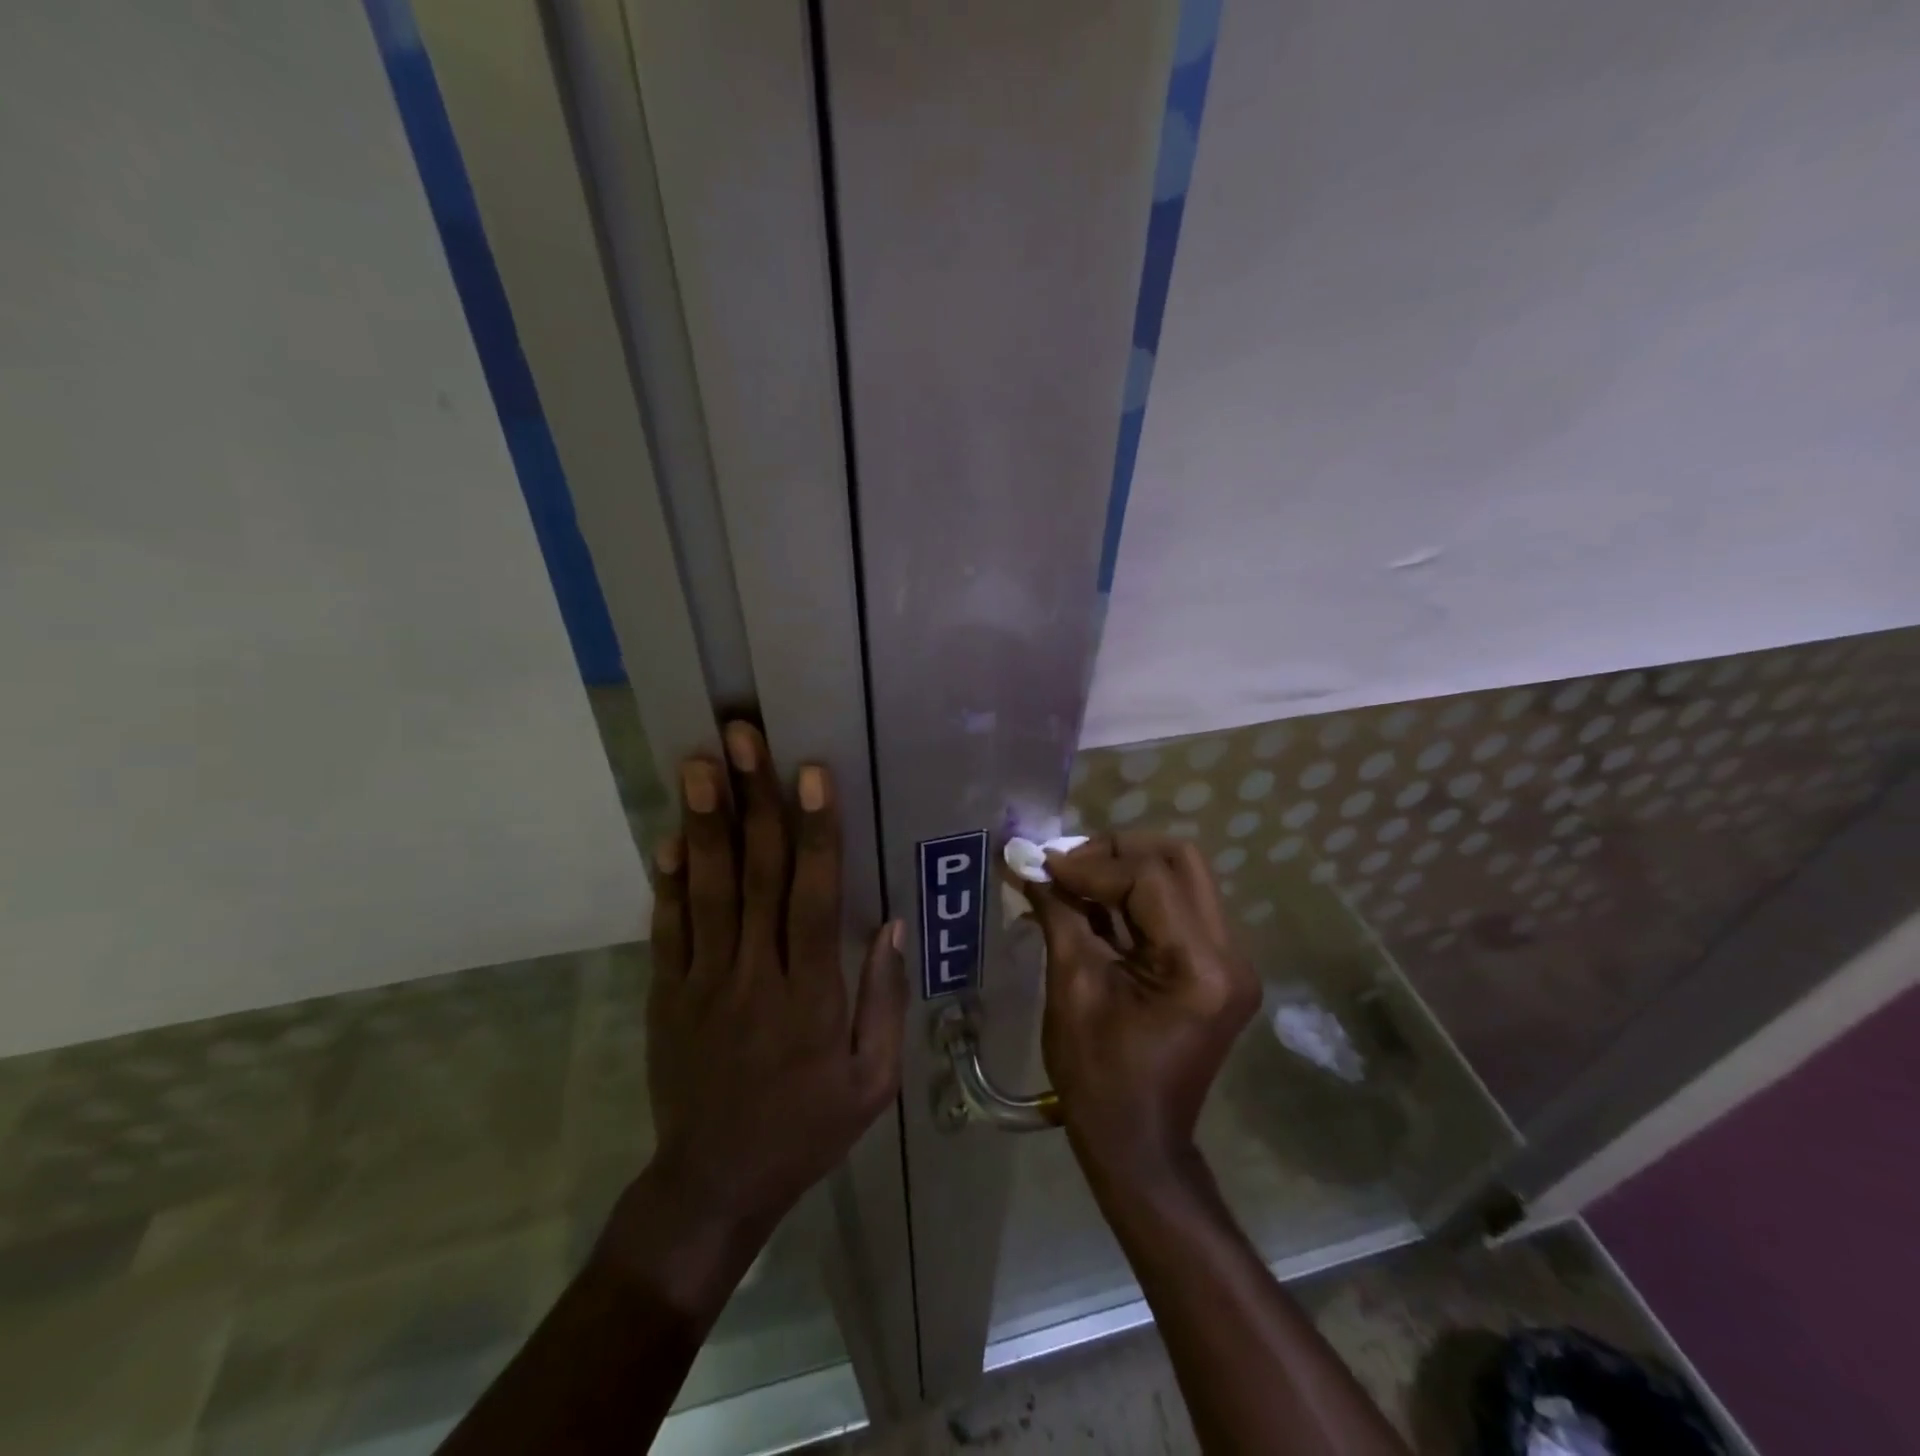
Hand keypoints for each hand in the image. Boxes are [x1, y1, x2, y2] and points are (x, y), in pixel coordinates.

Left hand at [639, 723, 905, 1241]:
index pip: (814, 897)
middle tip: (742, 738)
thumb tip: (889, 924)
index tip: (811, 774)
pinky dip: (667, 881)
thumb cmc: (807, 1129)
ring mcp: (702, 982)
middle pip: (755, 876)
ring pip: (707, 891)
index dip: (815, 832)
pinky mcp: (666, 996)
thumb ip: (882, 1000)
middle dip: (753, 801)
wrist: (715, 1185)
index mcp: (811, 995)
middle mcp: (755, 976)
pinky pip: (666, 930)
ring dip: (704, 823)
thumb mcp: (871, 1081)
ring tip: (698, 764)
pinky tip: (669, 835)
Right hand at [1021, 833, 1258, 1181]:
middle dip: (1117, 852)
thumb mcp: (1072, 989)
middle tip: (1068, 864)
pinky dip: (1134, 896)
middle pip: (1180, 861)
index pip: (1148, 879)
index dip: (1091, 863)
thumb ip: (1058, 914)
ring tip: (1073, 879)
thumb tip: (1028, 863)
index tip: (1043, 864)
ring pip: (1182, 877)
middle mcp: (1230, 954)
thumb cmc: (1098, 1077)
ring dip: (1125, 870)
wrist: (1138, 1144)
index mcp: (1200, 967)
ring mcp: (1230, 960)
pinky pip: (1177, 906)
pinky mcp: (1217, 967)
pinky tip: (1093, 902)